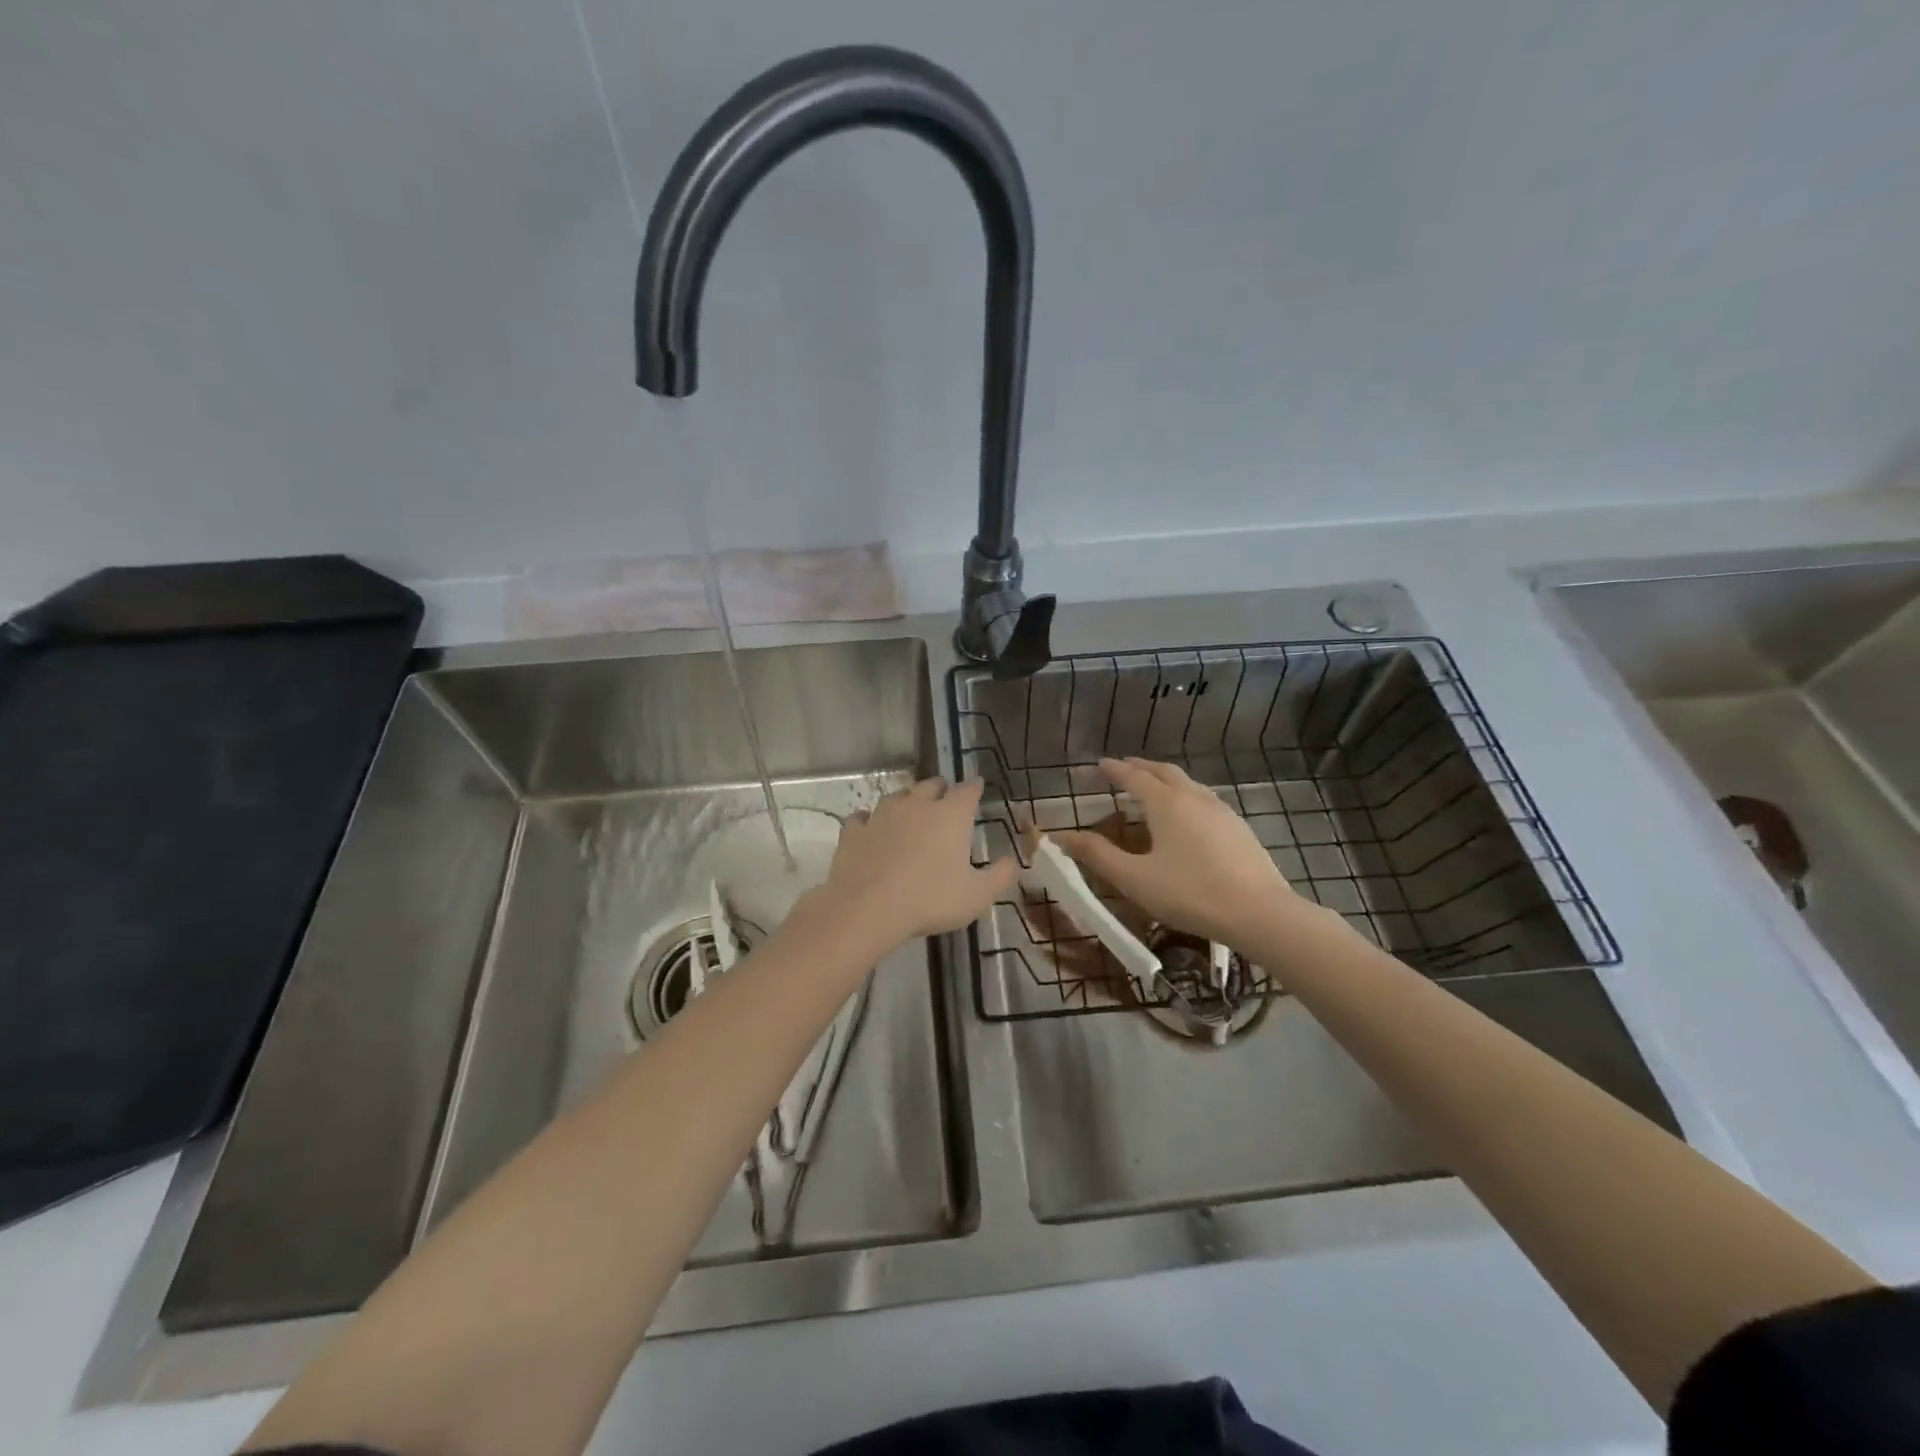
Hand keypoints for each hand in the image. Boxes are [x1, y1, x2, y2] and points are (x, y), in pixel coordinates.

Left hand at [817, 778, 1017, 947]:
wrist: (867, 908)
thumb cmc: (930, 899)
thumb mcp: (976, 896)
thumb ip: (999, 876)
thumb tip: (1013, 862)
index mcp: (950, 815)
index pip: (968, 790)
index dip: (974, 788)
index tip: (978, 788)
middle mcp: (917, 805)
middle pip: (930, 785)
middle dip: (940, 789)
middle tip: (945, 799)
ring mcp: (882, 815)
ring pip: (897, 796)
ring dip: (906, 800)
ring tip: (910, 811)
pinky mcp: (854, 831)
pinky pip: (863, 818)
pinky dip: (869, 821)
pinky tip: (870, 828)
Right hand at [1053, 757, 1304, 949]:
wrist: (1260, 913)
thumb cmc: (1190, 894)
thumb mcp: (1135, 878)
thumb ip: (1097, 855)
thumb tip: (1062, 836)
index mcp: (1166, 803)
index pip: (1133, 777)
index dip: (1113, 770)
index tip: (1098, 764)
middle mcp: (1194, 797)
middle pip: (1164, 771)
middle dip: (1140, 767)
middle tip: (1123, 767)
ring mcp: (1222, 811)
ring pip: (1188, 783)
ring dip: (1165, 779)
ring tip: (1153, 788)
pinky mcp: (1239, 828)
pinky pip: (1205, 799)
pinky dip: (1186, 796)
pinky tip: (1188, 816)